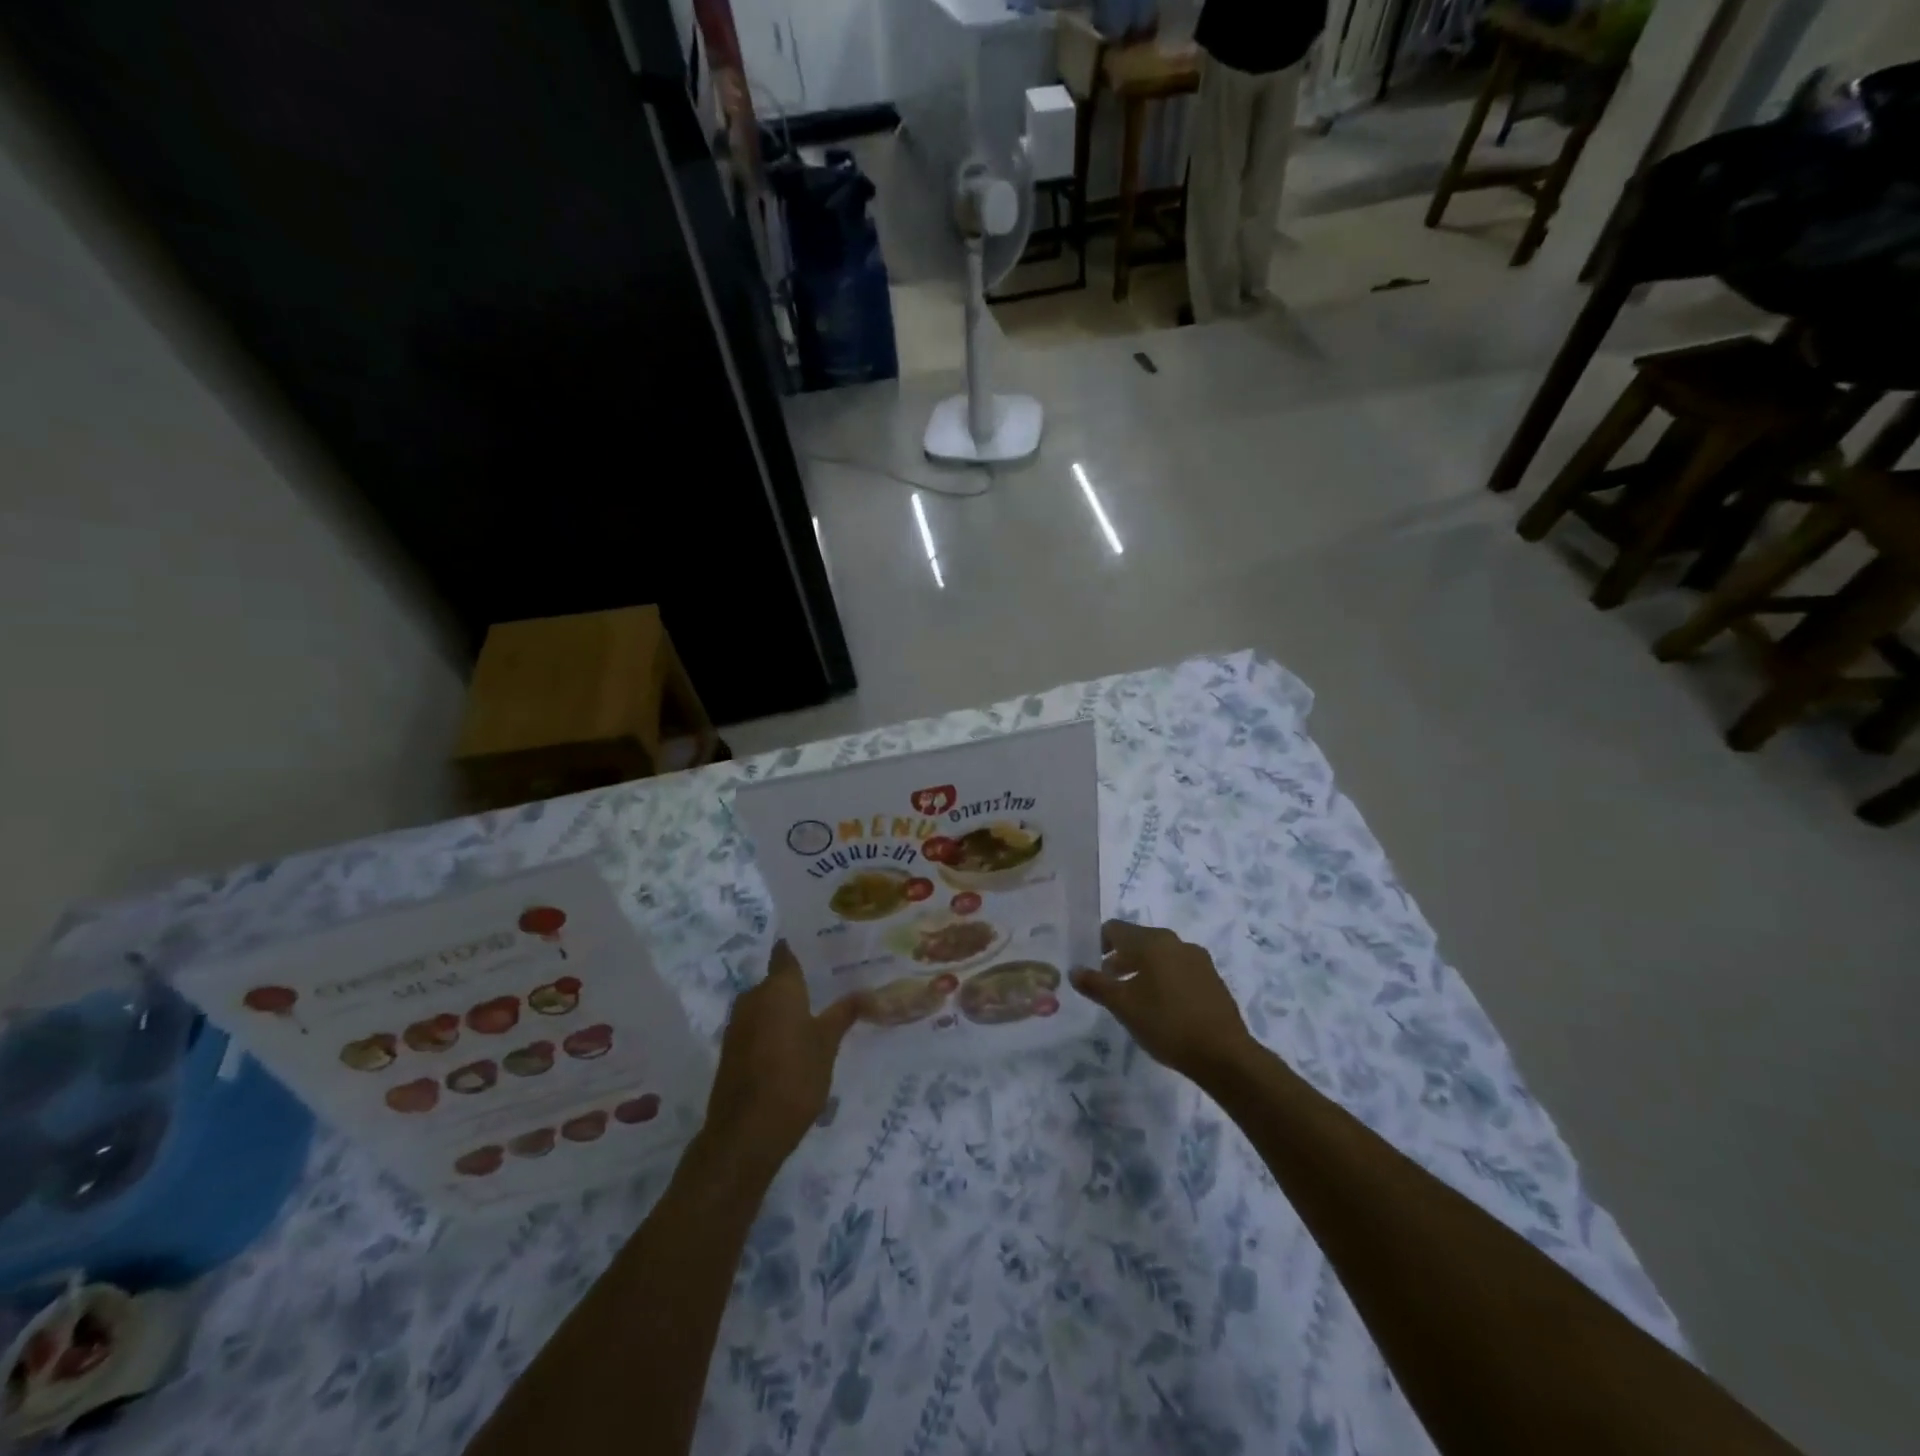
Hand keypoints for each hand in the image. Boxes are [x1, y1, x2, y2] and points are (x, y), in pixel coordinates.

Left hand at [700, 942, 863, 1176]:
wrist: (746, 1132)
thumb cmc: (794, 1077)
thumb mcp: (827, 1044)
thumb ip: (844, 1014)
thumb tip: (866, 991)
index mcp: (778, 988)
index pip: (785, 955)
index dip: (797, 950)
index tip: (817, 946)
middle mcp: (752, 998)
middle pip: (775, 982)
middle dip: (795, 985)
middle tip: (825, 988)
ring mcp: (737, 1025)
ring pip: (764, 1006)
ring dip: (783, 1010)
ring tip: (813, 1016)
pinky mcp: (731, 1051)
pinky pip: (755, 1028)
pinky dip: (771, 1030)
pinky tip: (791, 1043)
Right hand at [1071, 920, 1257, 1084]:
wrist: (1224, 1055)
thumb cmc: (1166, 1024)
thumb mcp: (1123, 1006)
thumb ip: (1096, 985)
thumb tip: (1074, 971)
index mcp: (1153, 942)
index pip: (1115, 929)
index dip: (1098, 943)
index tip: (1090, 965)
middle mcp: (1176, 942)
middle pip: (1139, 940)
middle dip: (1120, 958)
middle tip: (1107, 982)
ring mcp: (1198, 959)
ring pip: (1160, 955)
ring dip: (1142, 969)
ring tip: (1132, 996)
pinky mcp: (1212, 979)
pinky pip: (1179, 969)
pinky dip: (1163, 979)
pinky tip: (1161, 1006)